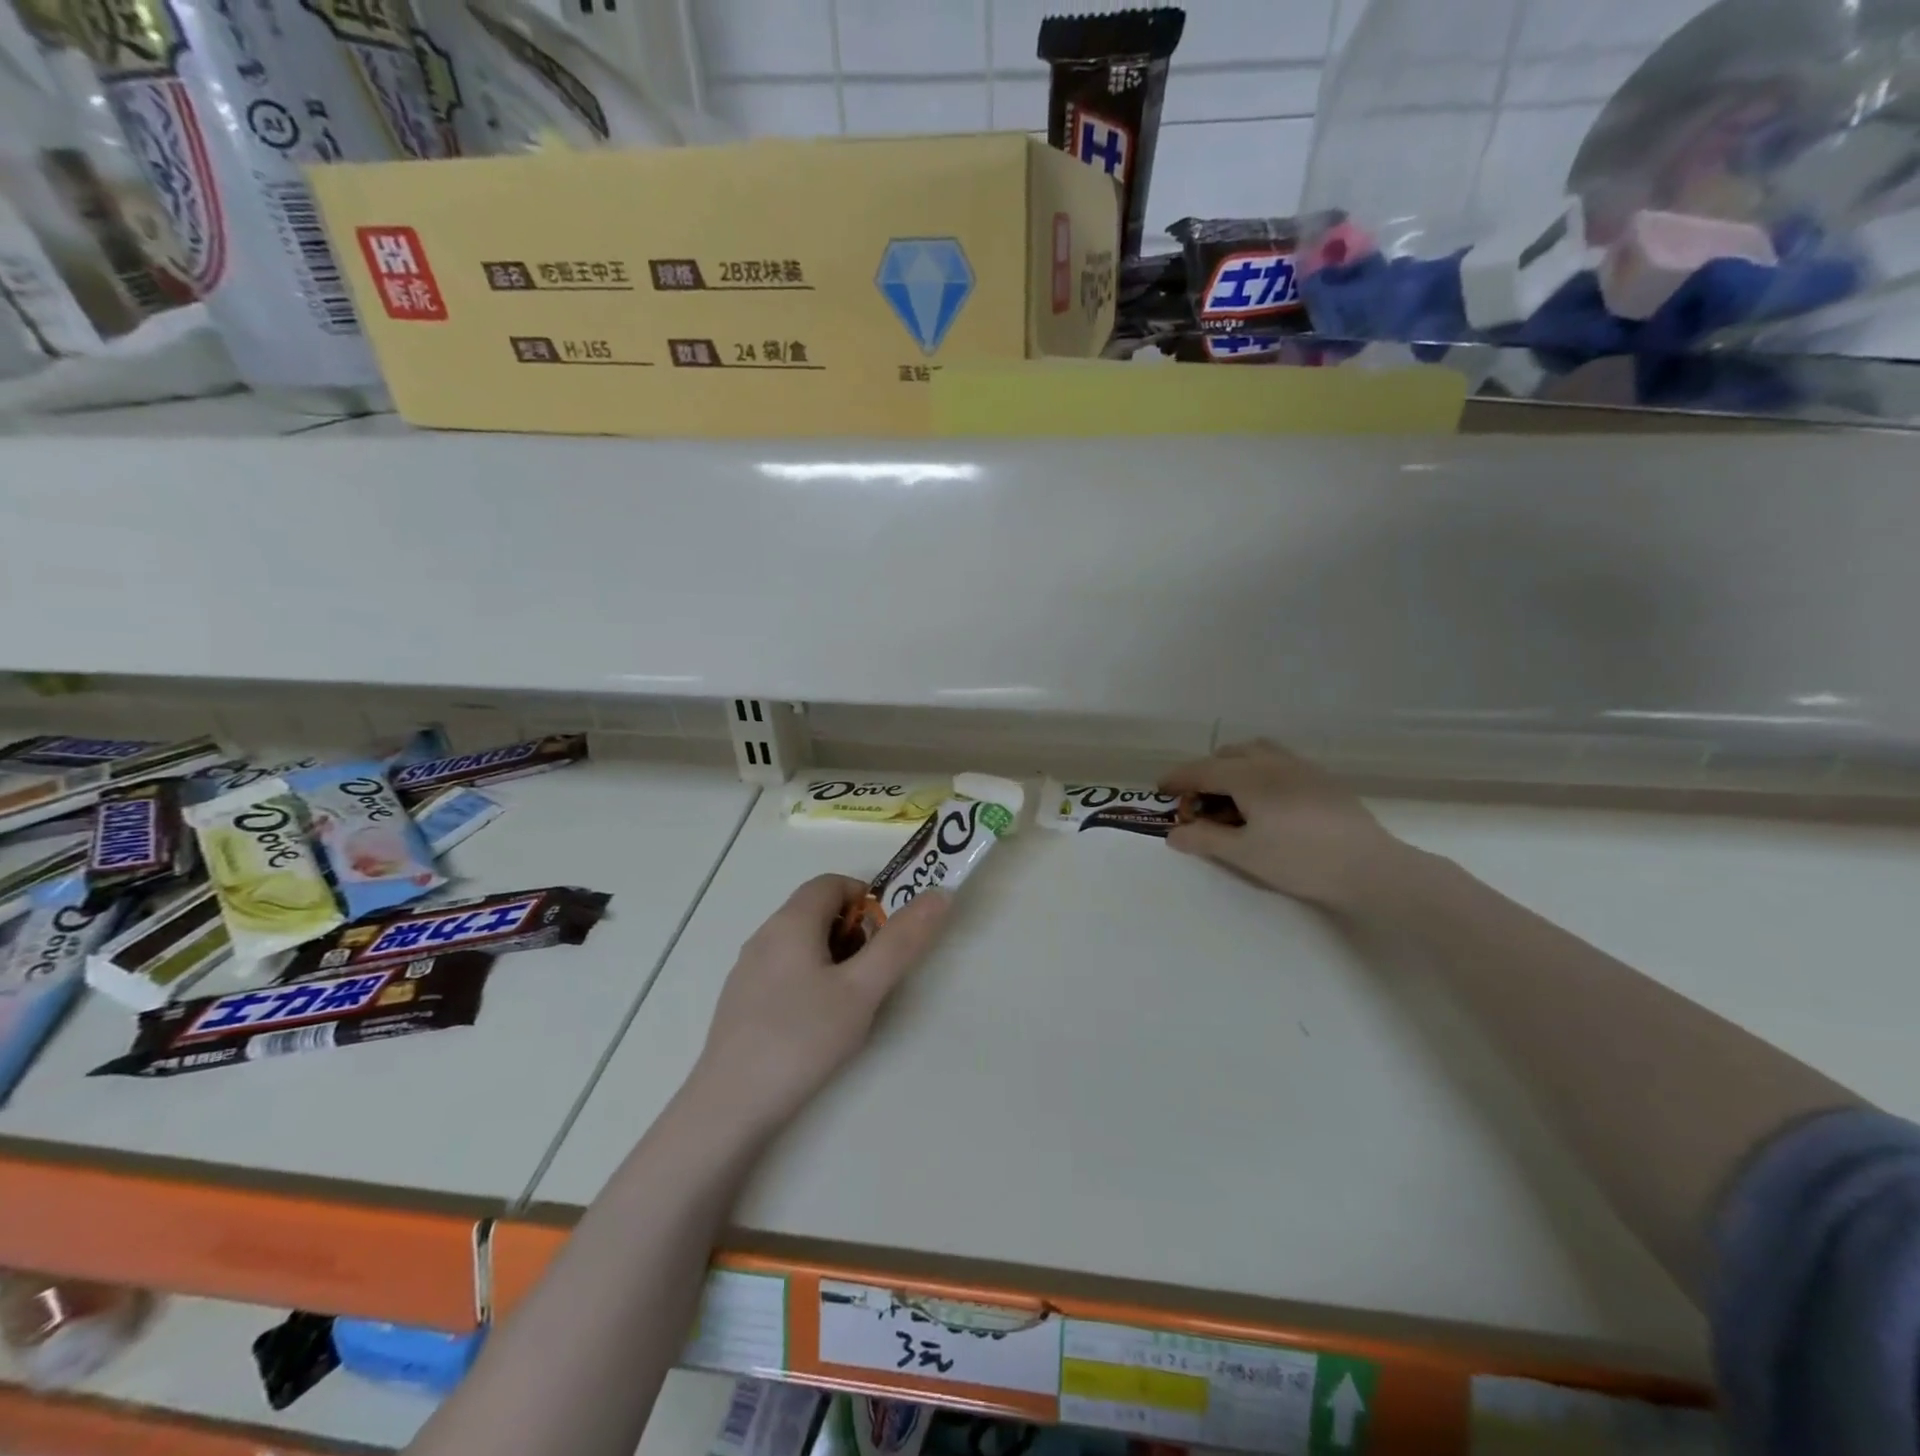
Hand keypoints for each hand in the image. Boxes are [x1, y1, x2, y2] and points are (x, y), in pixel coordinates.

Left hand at [692, 874, 951, 1136]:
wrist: (729, 1108)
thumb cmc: (802, 1039)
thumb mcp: (863, 990)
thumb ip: (901, 942)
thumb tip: (938, 895)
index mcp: (791, 922)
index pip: (833, 883)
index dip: (867, 899)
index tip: (886, 939)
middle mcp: (764, 936)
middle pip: (817, 912)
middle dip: (854, 934)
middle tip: (872, 977)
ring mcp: (747, 971)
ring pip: (801, 945)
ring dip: (834, 960)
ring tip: (848, 1006)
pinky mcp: (740, 1003)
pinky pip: (784, 973)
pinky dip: (809, 982)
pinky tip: (815, 1028)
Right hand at [1160, 740, 1405, 915]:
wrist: (1370, 868)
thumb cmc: (1300, 860)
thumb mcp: (1244, 854)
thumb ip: (1205, 840)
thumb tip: (1173, 834)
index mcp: (1248, 776)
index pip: (1201, 770)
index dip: (1177, 779)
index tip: (1160, 790)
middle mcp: (1272, 762)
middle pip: (1228, 755)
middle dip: (1206, 773)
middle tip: (1199, 805)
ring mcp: (1301, 767)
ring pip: (1257, 751)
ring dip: (1235, 767)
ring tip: (1232, 798)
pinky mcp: (1323, 779)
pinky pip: (1279, 761)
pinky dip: (1260, 771)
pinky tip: (1268, 803)